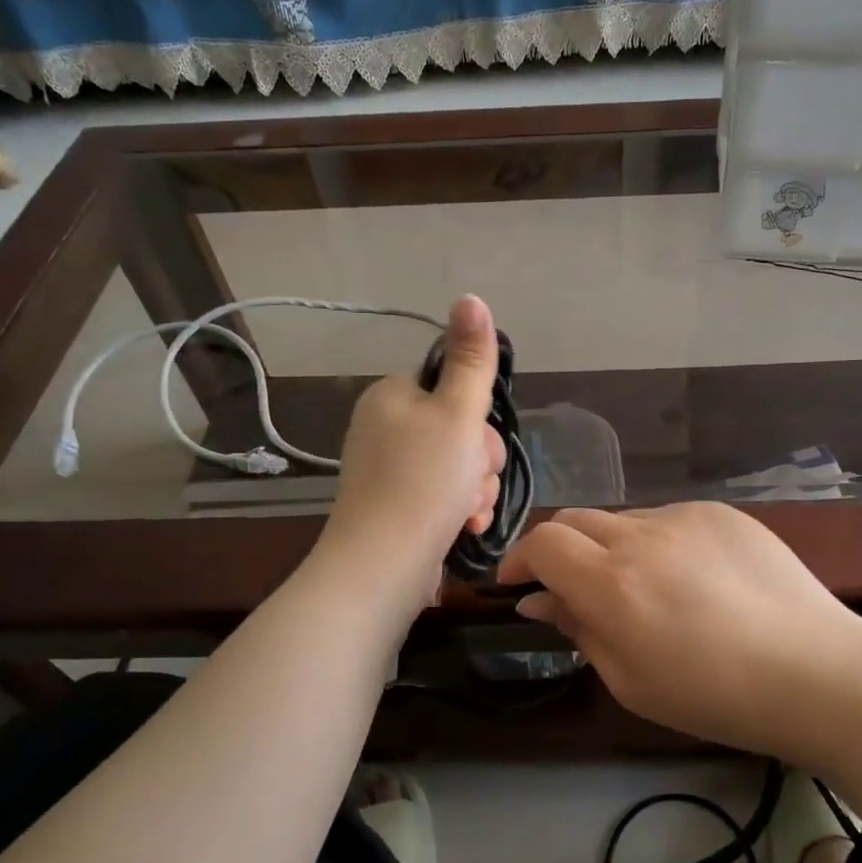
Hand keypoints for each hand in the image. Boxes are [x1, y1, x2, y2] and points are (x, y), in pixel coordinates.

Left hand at [320, 295, 505, 615]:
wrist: (383, 565)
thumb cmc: (423, 482)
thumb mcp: (457, 413)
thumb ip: (471, 359)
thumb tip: (470, 297)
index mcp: (392, 396)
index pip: (454, 388)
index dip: (478, 417)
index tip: (477, 441)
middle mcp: (386, 428)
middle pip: (460, 430)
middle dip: (478, 461)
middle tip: (471, 481)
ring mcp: (390, 470)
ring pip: (459, 467)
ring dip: (475, 490)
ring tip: (464, 512)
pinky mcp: (397, 506)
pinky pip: (444, 496)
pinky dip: (460, 511)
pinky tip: (462, 529)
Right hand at [498, 503, 861, 763]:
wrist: (817, 672)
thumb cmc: (715, 696)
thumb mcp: (630, 681)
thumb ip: (578, 629)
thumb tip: (539, 600)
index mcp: (613, 584)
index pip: (543, 544)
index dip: (520, 559)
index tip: (517, 584)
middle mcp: (642, 536)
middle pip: (575, 520)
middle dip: (559, 549)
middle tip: (570, 587)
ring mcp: (686, 517)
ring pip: (624, 520)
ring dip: (612, 548)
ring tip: (644, 591)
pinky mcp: (722, 513)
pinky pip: (670, 519)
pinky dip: (659, 543)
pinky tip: (691, 579)